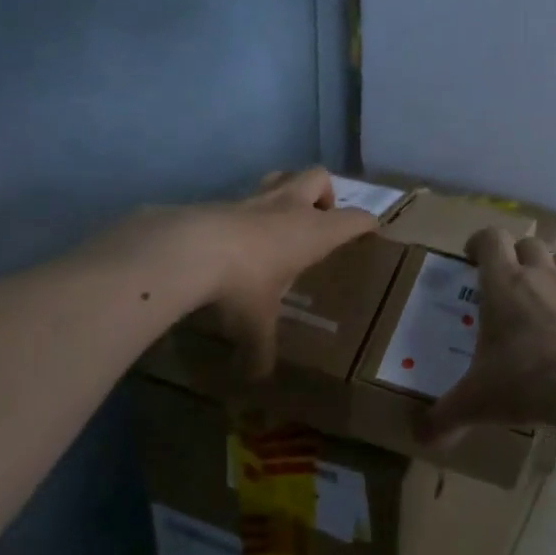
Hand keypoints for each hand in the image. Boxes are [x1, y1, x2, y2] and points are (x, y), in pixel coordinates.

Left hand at [100, 167, 376, 375]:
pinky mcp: (220, 200)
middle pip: (319, 177)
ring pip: (281, 176)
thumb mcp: (256, 324)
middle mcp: (289, 207)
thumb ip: (261, 348)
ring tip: (280, 221)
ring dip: (287, 191)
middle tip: (318, 221)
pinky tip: (236, 237)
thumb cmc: (242, 283)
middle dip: (324, 194)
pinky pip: (244, 197)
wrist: (185, 249)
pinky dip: (247, 211)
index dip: (366, 224)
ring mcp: (253, 199)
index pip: (355, 219)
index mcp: (314, 232)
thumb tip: (258, 378)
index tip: (370, 232)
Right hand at [421, 227, 555, 443]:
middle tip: (505, 279)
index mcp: (504, 284)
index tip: (471, 257)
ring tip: (542, 291)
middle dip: (516, 253)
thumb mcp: (475, 402)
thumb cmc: (524, 380)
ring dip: (553, 266)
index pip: (491, 238)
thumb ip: (444, 417)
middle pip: (530, 242)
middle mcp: (541, 277)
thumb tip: (420, 439)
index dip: (479, 241)